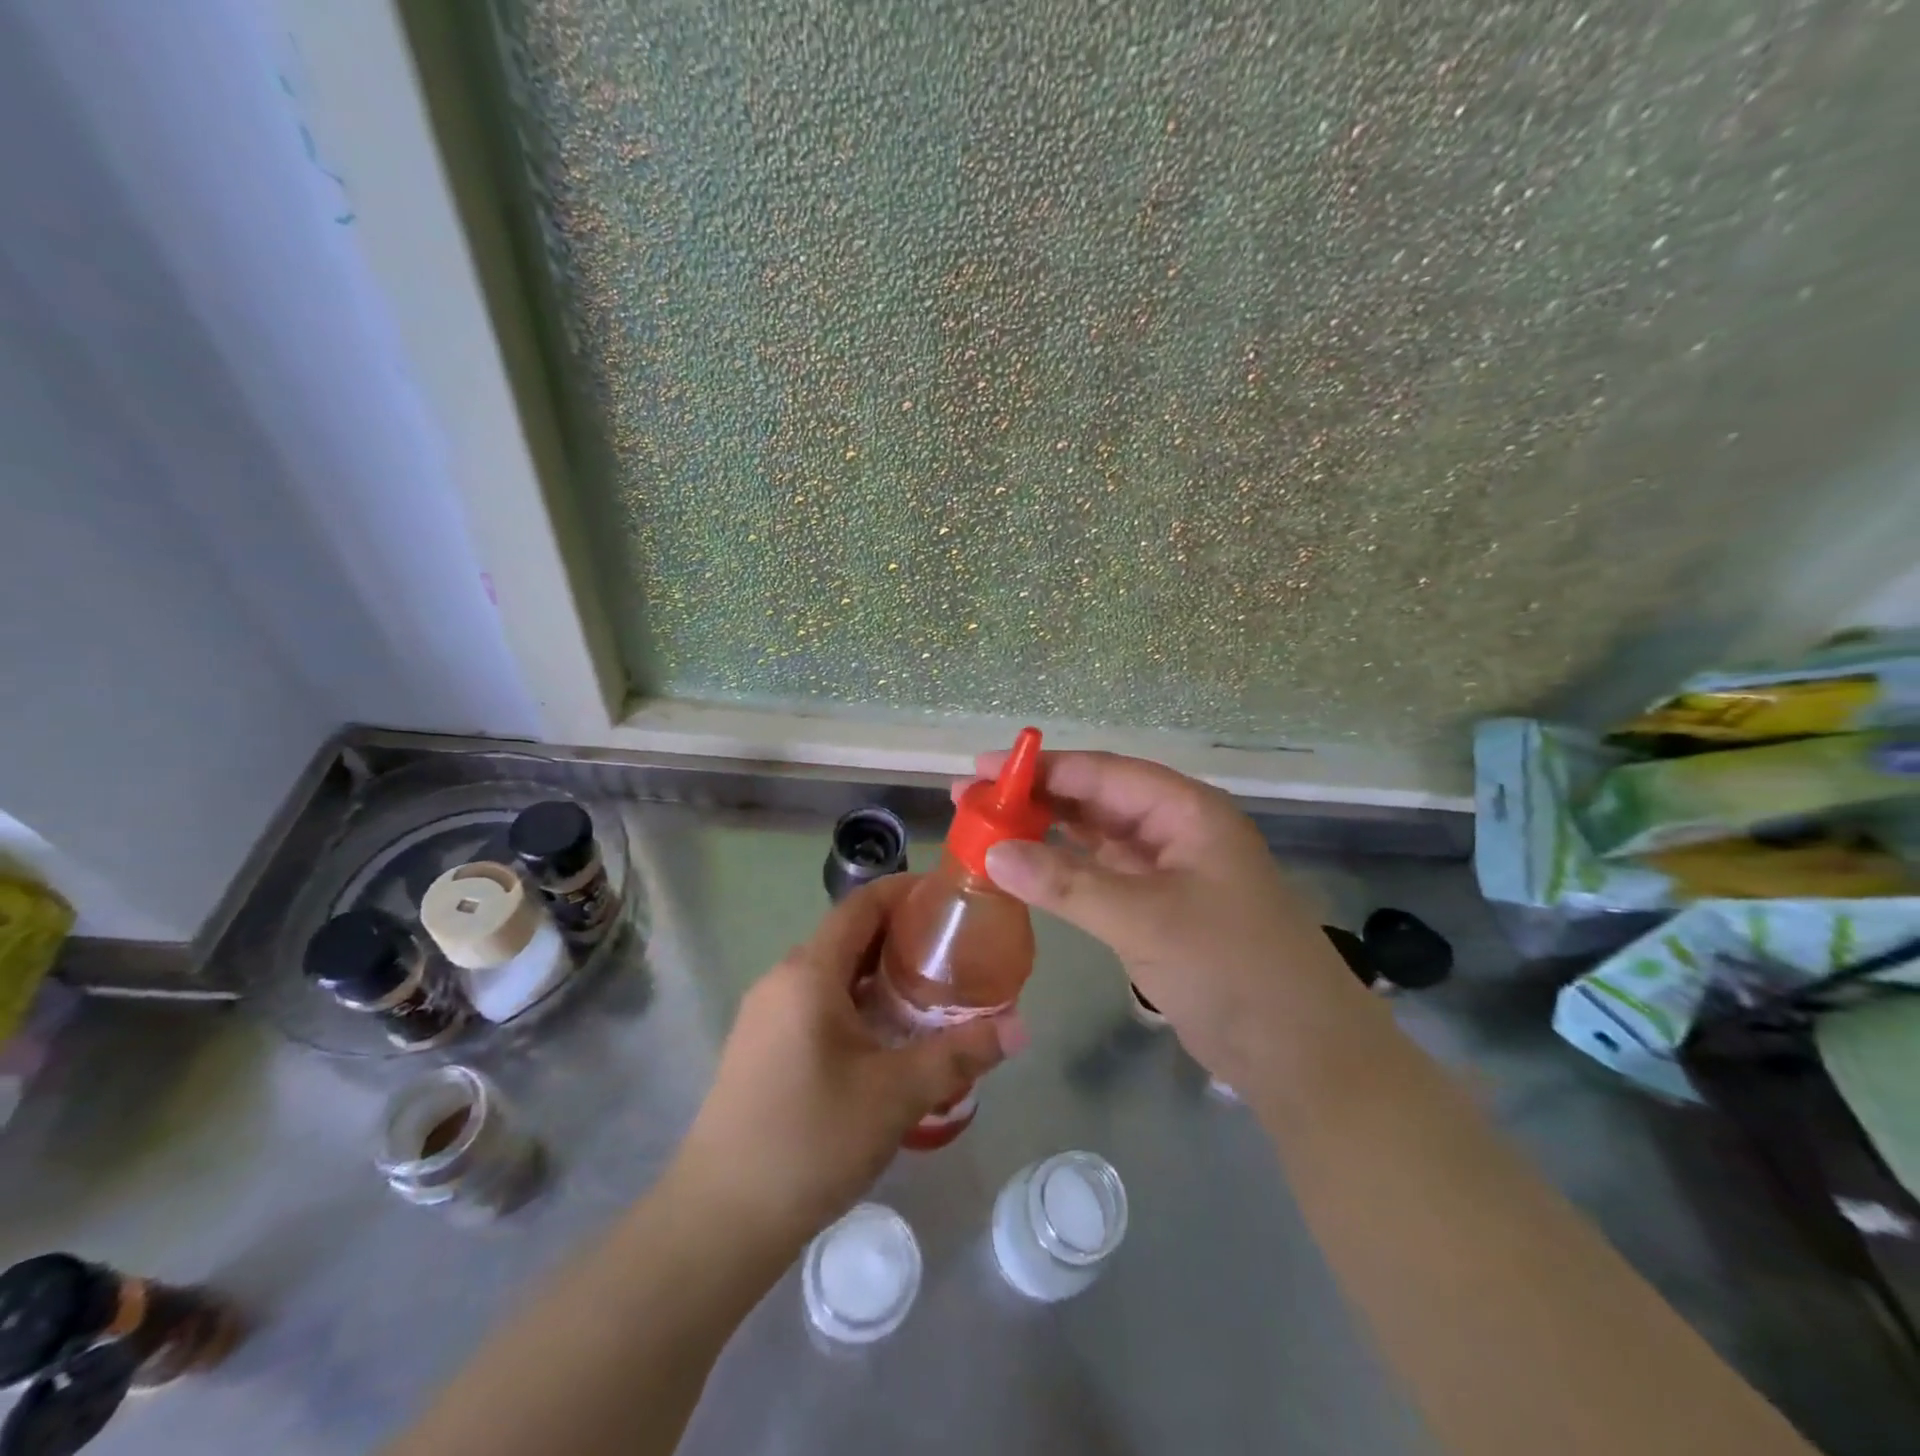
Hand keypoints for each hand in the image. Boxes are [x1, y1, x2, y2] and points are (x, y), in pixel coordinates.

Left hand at [673, 876, 1021, 1246]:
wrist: (719, 1220)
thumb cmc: (810, 1141)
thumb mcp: (896, 1095)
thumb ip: (960, 1055)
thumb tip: (1021, 1028)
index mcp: (809, 973)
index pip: (862, 904)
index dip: (906, 891)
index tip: (951, 897)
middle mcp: (783, 979)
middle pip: (850, 935)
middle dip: (903, 934)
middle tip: (957, 949)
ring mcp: (767, 1014)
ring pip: (834, 972)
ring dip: (882, 972)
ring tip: (934, 989)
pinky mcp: (763, 1046)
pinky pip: (819, 1001)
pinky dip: (859, 1001)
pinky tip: (890, 1035)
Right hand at [957, 750, 1349, 1084]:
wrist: (1299, 1053)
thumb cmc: (1231, 968)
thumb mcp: (1144, 919)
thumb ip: (1066, 883)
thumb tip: (993, 852)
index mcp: (1186, 811)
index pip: (1103, 773)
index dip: (1042, 769)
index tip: (983, 770)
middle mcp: (1176, 830)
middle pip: (1096, 800)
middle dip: (1036, 797)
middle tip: (972, 798)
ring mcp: (1167, 871)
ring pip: (1096, 837)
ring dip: (1046, 832)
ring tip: (987, 828)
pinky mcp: (1158, 909)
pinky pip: (1101, 875)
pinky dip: (1063, 870)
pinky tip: (1026, 869)